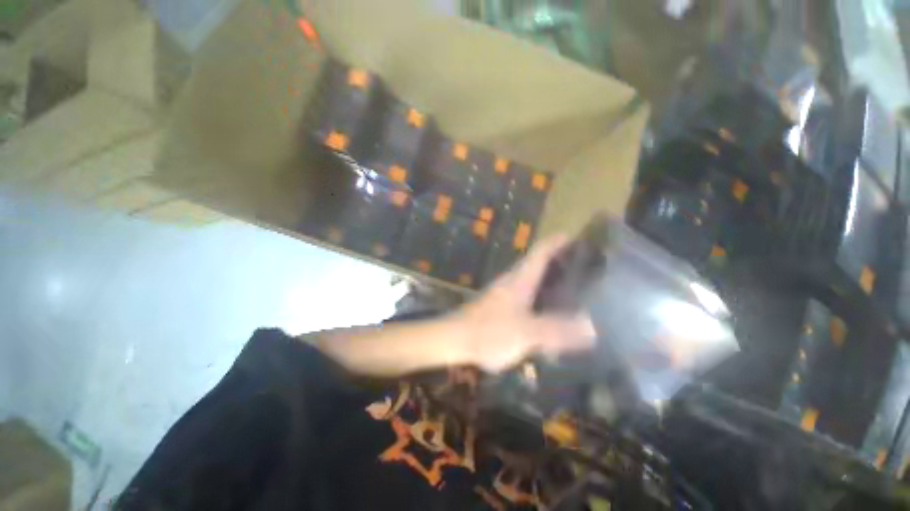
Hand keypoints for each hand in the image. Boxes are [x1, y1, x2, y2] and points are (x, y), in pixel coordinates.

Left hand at [450, 236, 595, 372]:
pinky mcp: (502, 307)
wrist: (455, 339)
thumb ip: (557, 330)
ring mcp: (506, 293)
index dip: (559, 241)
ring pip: (533, 280)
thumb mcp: (526, 332)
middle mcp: (513, 280)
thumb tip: (591, 327)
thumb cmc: (489, 331)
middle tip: (588, 267)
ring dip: (553, 279)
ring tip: (578, 287)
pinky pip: (528, 295)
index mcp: (520, 278)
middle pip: (539, 263)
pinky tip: (554, 310)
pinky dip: (543, 297)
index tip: (580, 238)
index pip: (541, 250)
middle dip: (562, 261)